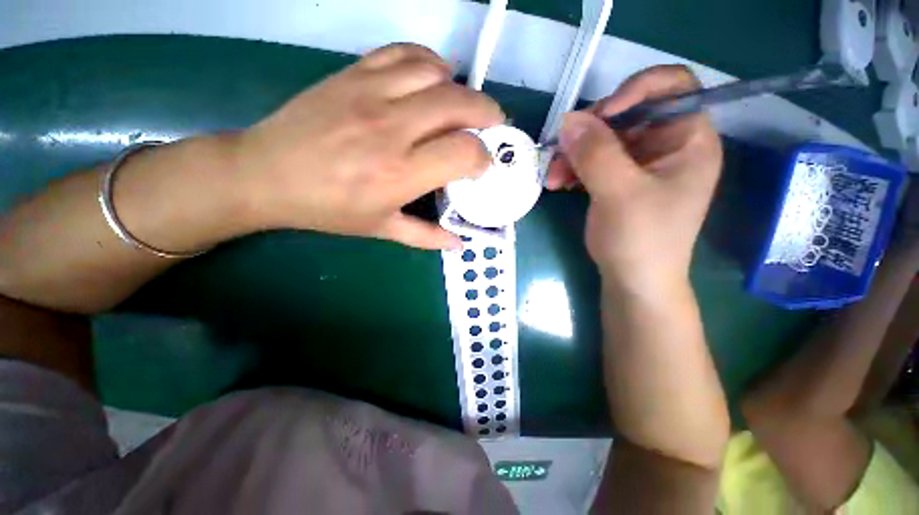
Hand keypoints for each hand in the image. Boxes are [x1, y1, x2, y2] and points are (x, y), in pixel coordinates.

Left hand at [236, 44, 504, 249]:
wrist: (266, 174)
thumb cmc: (328, 209)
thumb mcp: (381, 229)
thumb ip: (426, 237)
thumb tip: (459, 244)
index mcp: (400, 173)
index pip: (464, 152)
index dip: (483, 158)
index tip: (481, 166)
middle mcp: (392, 128)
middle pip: (460, 104)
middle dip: (488, 115)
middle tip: (493, 127)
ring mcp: (372, 94)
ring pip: (437, 73)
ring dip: (461, 88)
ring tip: (463, 107)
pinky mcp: (354, 74)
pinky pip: (404, 53)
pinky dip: (430, 62)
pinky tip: (433, 78)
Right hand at [546, 65, 722, 294]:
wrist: (633, 280)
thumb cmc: (641, 240)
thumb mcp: (620, 194)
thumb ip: (596, 153)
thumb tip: (568, 119)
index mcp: (688, 140)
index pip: (674, 87)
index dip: (637, 90)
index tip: (602, 115)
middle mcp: (666, 145)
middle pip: (627, 114)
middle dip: (589, 132)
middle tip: (561, 151)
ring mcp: (640, 164)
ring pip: (602, 139)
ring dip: (573, 154)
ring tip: (553, 177)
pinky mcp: (618, 179)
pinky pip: (593, 160)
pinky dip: (573, 168)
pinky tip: (558, 183)